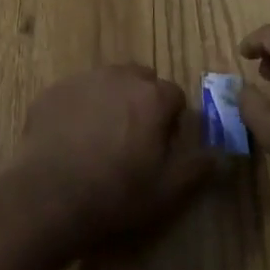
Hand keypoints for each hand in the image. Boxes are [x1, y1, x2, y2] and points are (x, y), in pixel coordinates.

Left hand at [7, 64, 217, 254]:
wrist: (50, 192)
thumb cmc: (117, 193)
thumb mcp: (168, 190)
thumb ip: (197, 166)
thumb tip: (219, 153)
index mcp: (151, 96)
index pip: (174, 95)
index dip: (171, 120)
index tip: (162, 145)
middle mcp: (119, 77)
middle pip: (140, 79)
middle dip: (143, 101)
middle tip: (134, 138)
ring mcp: (83, 79)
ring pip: (108, 82)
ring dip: (112, 100)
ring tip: (102, 137)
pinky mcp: (55, 89)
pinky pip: (78, 92)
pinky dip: (81, 107)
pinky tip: (73, 138)